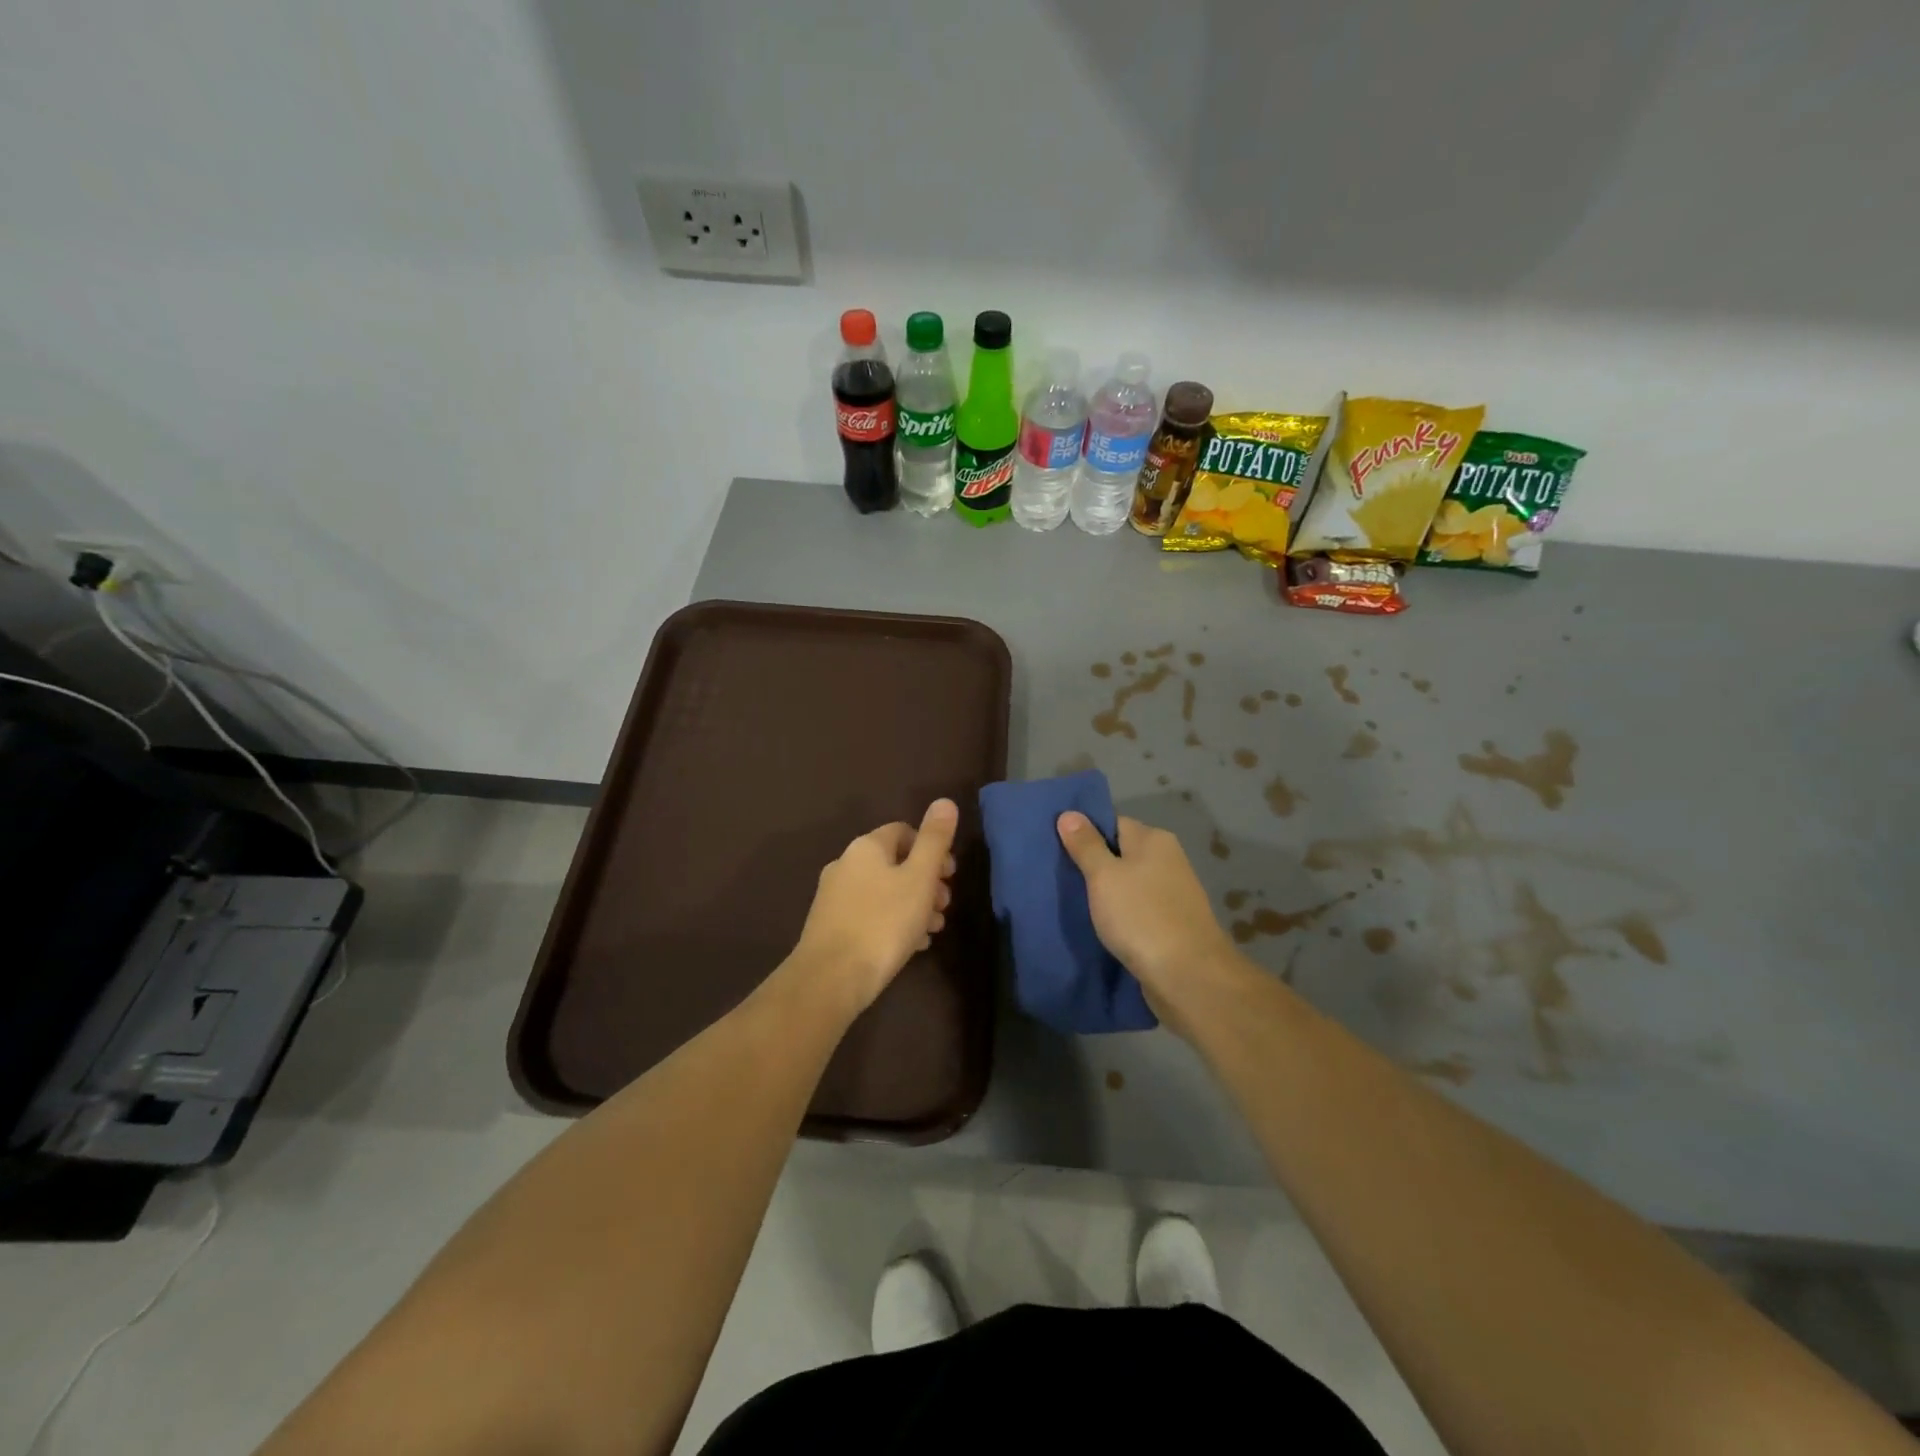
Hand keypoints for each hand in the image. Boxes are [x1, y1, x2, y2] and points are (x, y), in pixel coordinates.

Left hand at [791, 799, 958, 1014]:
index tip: (949, 875)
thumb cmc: (884, 922)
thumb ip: (935, 840)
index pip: (904, 831)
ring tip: (933, 930)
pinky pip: (870, 915)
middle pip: (895, 863)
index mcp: (867, 847)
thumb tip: (945, 801)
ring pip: (884, 891)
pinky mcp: (829, 926)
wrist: (831, 977)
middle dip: (925, 882)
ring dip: (913, 905)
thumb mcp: (919, 878)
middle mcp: (846, 864)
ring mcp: (834, 896)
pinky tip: (911, 946)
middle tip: (945, 906)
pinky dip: (892, 922)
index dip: (931, 849)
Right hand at [1056, 812, 1242, 1022]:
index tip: (1057, 848)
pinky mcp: (1172, 924)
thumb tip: (1069, 813)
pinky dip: (1120, 916)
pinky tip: (1100, 927)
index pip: (1112, 823)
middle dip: (1093, 865)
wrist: (1188, 977)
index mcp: (1154, 840)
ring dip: (1106, 894)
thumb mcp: (1104, 876)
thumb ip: (1086, 845)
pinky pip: (1138, 910)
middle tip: (1058, 877)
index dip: (1085, 833)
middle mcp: (1168, 860)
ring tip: (1072, 903)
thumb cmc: (1141, 917)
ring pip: (1129, 884)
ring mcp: (1172, 894)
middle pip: (1121, 853)